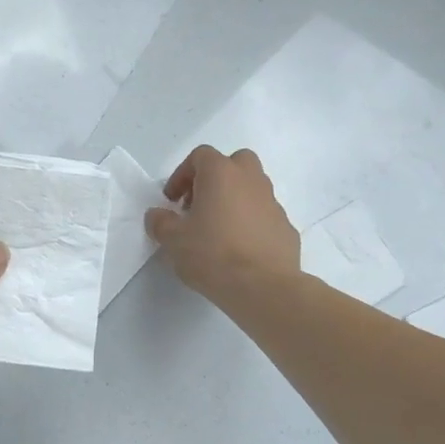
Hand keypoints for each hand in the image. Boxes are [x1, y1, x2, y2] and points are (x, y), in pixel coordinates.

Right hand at [146, 146, 298, 306]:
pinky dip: (251, 224)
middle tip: (199, 205)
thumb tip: (158, 215)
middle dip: (215, 179)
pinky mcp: (286, 227)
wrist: (263, 287)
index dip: (182, 175)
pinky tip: (239, 250)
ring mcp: (273, 203)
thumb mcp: (173, 240)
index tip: (172, 201)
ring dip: (234, 201)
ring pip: (252, 189)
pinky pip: (264, 216)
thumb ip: (160, 222)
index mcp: (221, 174)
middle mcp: (251, 180)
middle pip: (234, 163)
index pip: (200, 156)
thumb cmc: (212, 254)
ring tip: (218, 231)